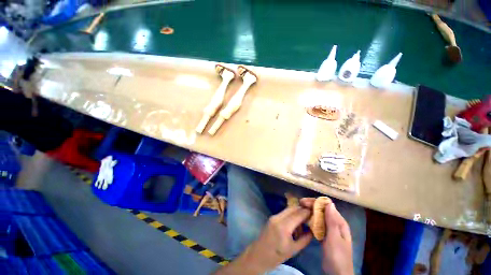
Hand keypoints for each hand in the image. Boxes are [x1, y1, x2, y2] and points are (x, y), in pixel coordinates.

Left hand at [239, 206, 312, 272]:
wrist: (259, 254)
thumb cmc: (277, 255)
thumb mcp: (294, 250)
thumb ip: (305, 239)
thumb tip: (313, 230)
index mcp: (284, 226)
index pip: (298, 214)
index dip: (307, 211)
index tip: (315, 211)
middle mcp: (278, 217)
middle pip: (293, 208)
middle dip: (302, 209)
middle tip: (311, 214)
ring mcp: (274, 216)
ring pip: (288, 209)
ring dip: (297, 211)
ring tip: (305, 218)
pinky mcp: (272, 217)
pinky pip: (284, 212)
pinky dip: (291, 214)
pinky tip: (296, 221)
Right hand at [300, 198, 353, 274]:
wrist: (337, 274)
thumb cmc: (337, 256)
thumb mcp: (334, 238)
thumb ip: (332, 221)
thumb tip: (330, 203)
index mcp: (340, 222)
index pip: (328, 206)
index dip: (316, 202)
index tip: (304, 202)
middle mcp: (335, 223)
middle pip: (323, 210)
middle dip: (311, 205)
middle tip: (299, 204)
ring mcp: (330, 229)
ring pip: (319, 216)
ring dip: (310, 212)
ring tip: (300, 210)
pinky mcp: (325, 235)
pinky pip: (318, 224)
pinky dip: (311, 220)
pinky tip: (304, 220)